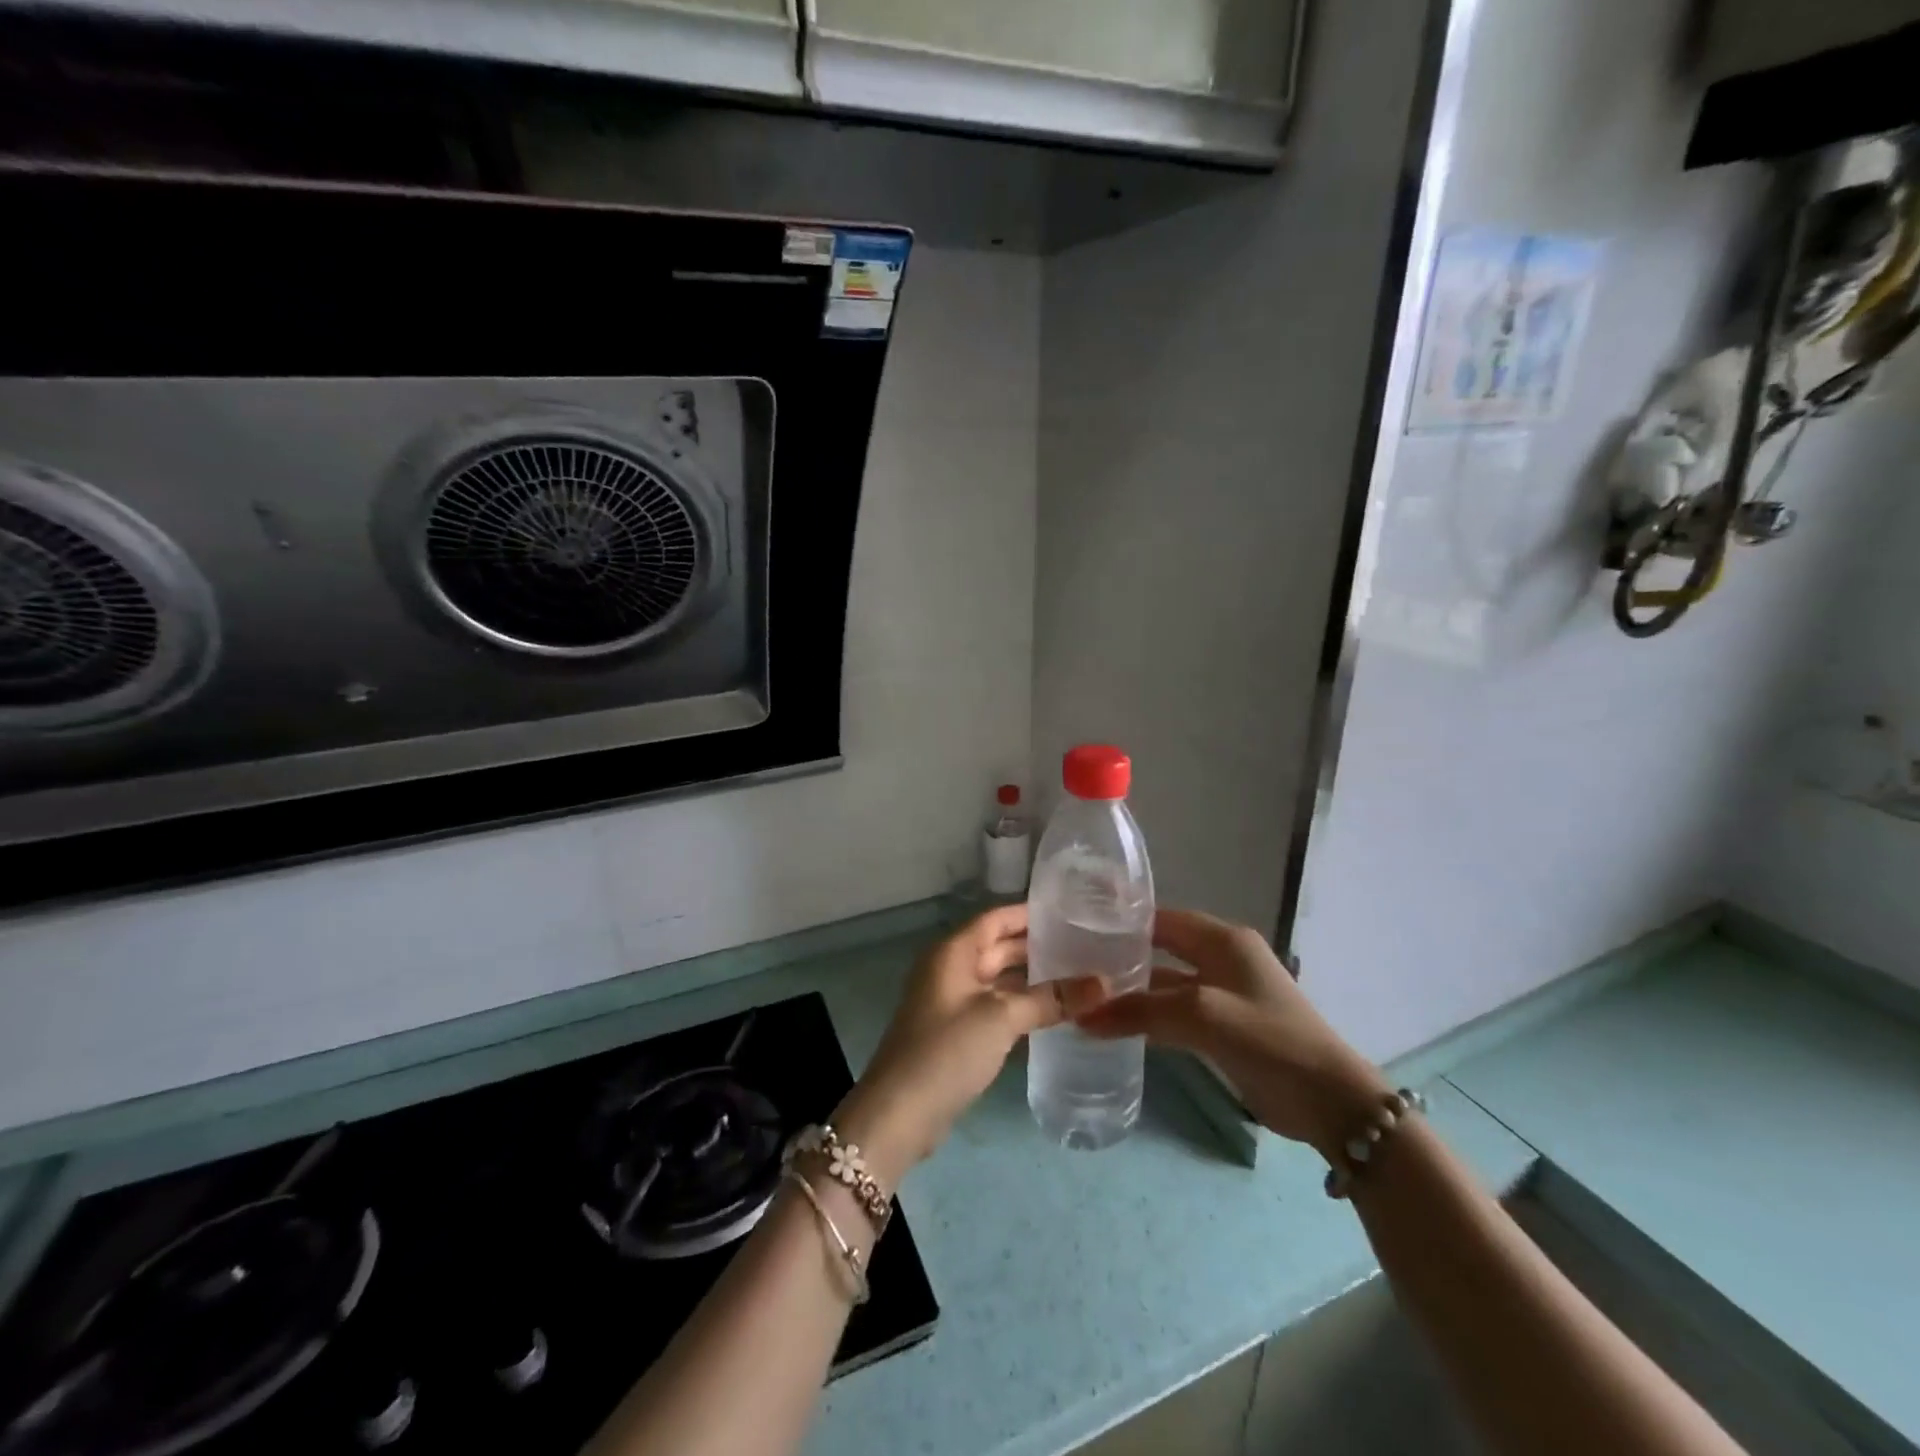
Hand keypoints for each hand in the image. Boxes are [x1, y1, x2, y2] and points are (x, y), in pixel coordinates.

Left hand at [835, 905, 1104, 1187]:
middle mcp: (951, 969)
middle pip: (999, 947)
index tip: (1072, 911)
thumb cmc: (947, 1051)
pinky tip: (1056, 1012)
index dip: (1031, 913)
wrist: (900, 1113)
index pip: (997, 918)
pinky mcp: (957, 1032)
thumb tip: (1103, 983)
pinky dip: (1023, 1006)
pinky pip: (996, 1006)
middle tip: (1086, 946)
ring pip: (1000, 979)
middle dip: (1039, 947)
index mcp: (954, 952)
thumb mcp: (1001, 1018)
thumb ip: (1050, 998)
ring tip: (1080, 976)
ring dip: (1034, 979)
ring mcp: (953, 1002)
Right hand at [1076, 908, 1390, 1160]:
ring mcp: (1224, 994)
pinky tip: (1116, 1027)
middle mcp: (1222, 958)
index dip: (1123, 923)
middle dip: (1123, 958)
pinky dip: (1150, 1017)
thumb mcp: (1202, 1016)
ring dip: (1134, 991)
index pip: (1161, 919)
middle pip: (1162, 949)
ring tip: (1086, 996)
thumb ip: (1142, 1011)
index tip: (1078, 930)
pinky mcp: (1224, 1027)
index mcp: (1223, 940)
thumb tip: (1081, 1015)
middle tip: (1075, 966)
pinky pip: (1177, 1012)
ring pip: (1167, 983)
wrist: (1330, 1102)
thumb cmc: (1270, 1041)